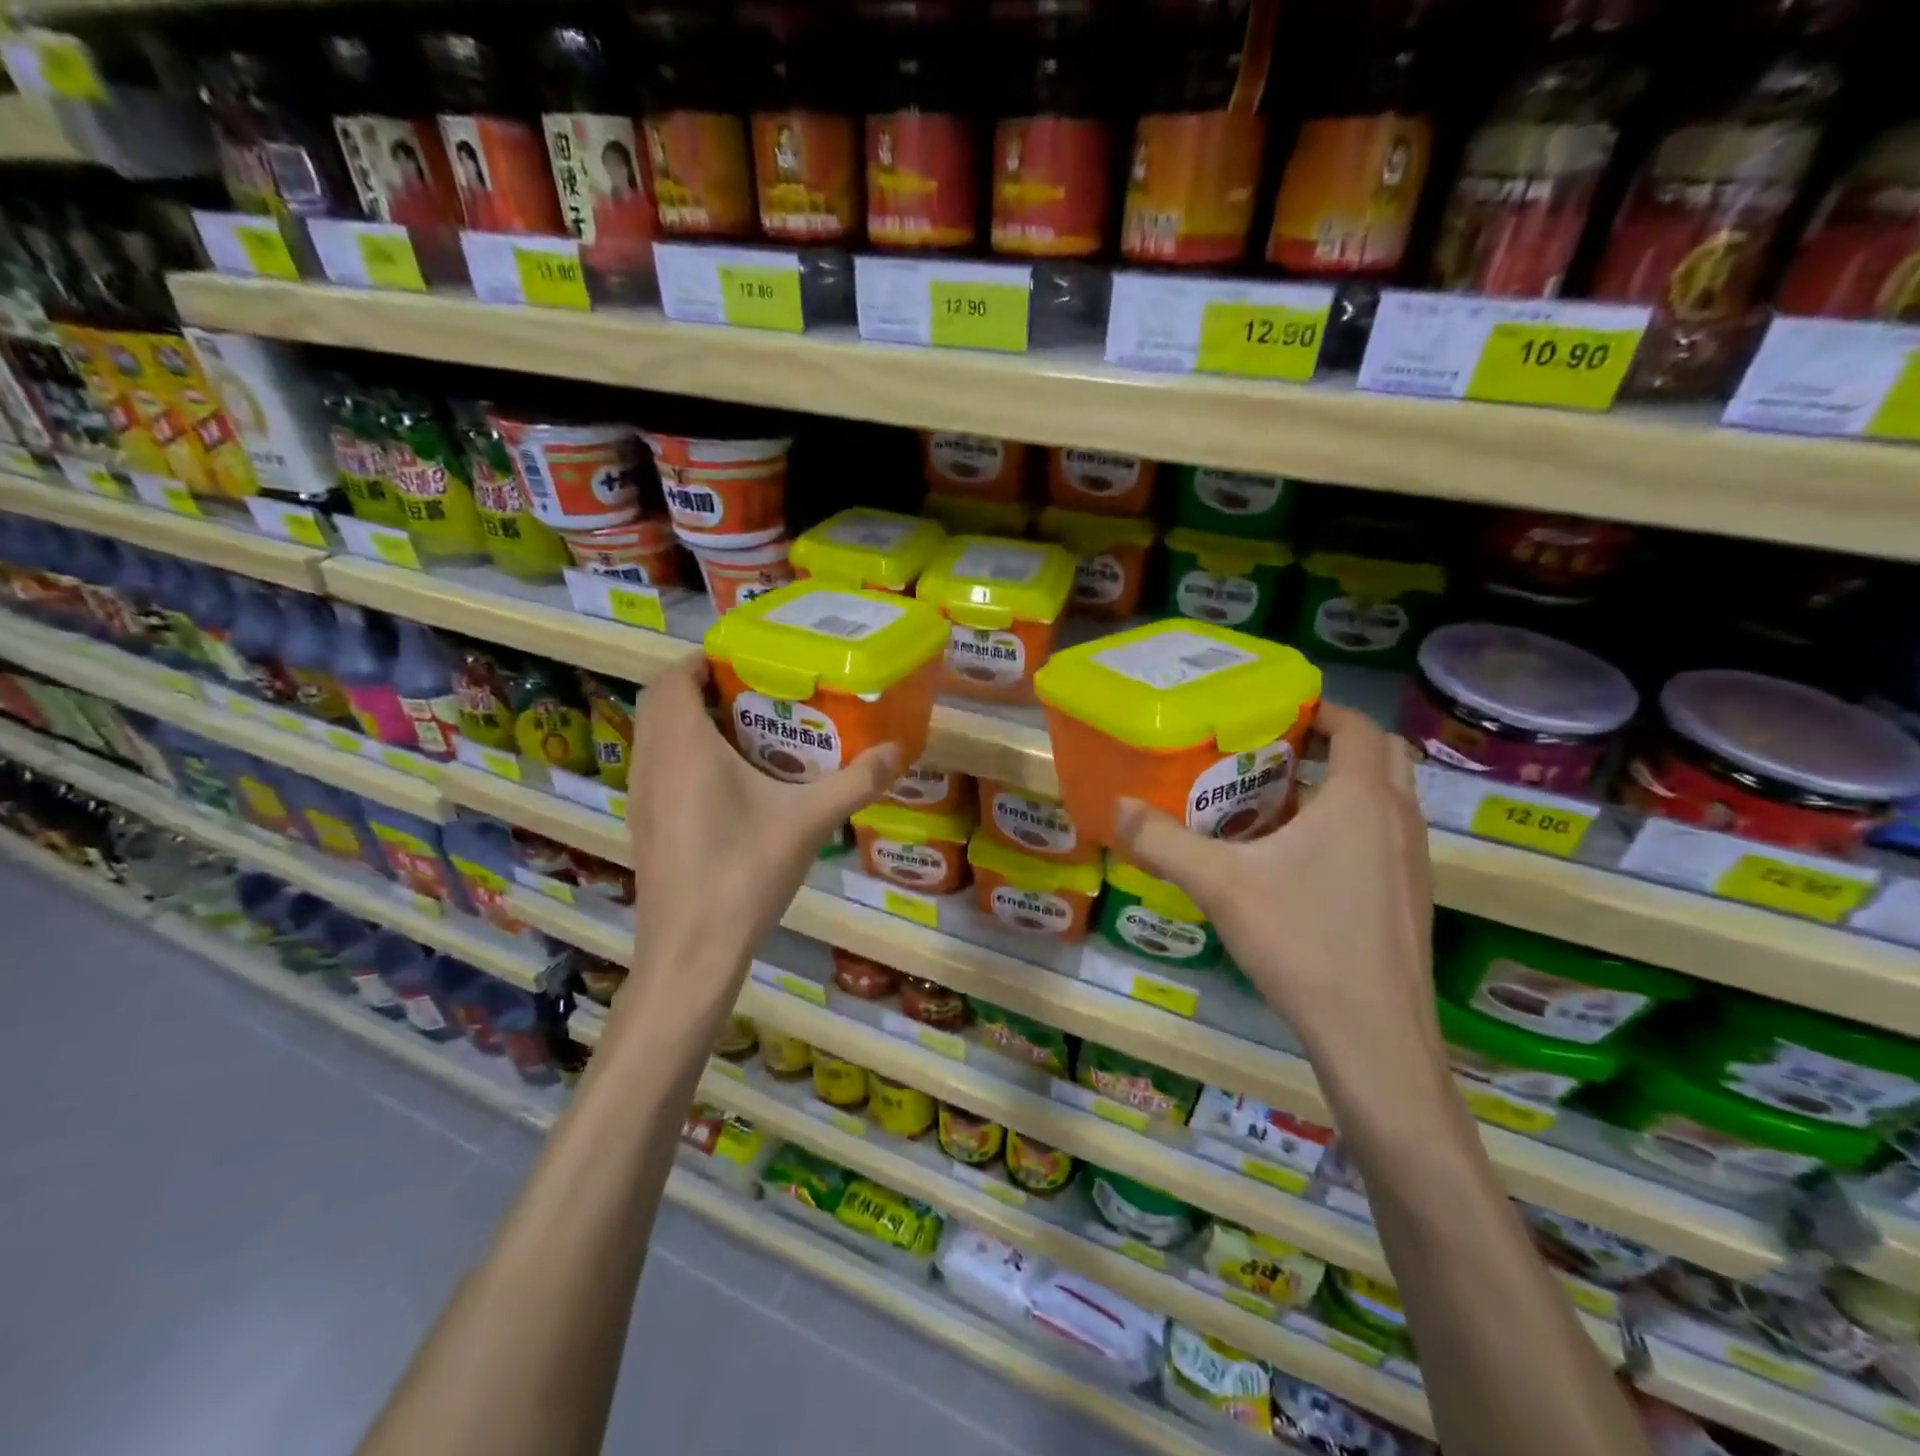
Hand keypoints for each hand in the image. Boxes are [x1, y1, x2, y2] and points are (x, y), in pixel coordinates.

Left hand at [619, 659, 898, 1015]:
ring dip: (692, 724)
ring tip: (750, 733)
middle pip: (662, 703)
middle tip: (757, 694)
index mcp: (682, 746)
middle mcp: (651, 762)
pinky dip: (686, 757)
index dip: (703, 660)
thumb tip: (899, 751)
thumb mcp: (809, 822)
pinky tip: (731, 786)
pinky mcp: (642, 825)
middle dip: (703, 689)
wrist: (690, 951)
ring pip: (657, 738)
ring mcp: (640, 797)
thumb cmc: (744, 873)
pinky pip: (658, 769)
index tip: (747, 662)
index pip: (674, 677)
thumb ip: (856, 782)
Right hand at [1111, 704, 1437, 1060]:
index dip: (1321, 710)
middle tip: (1278, 755)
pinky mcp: (1412, 898)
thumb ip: (1163, 842)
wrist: (1374, 1037)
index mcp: (1362, 800)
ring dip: (1343, 787)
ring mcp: (1414, 862)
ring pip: (1387, 799)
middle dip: (1335, 744)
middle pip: (1381, 755)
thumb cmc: (1302, 942)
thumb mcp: (1219, 885)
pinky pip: (1385, 837)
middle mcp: (1400, 820)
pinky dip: (1352, 827)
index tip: (1276, 714)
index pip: (1359, 726)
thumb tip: (1117, 807)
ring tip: (1281, 805)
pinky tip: (1301, 864)